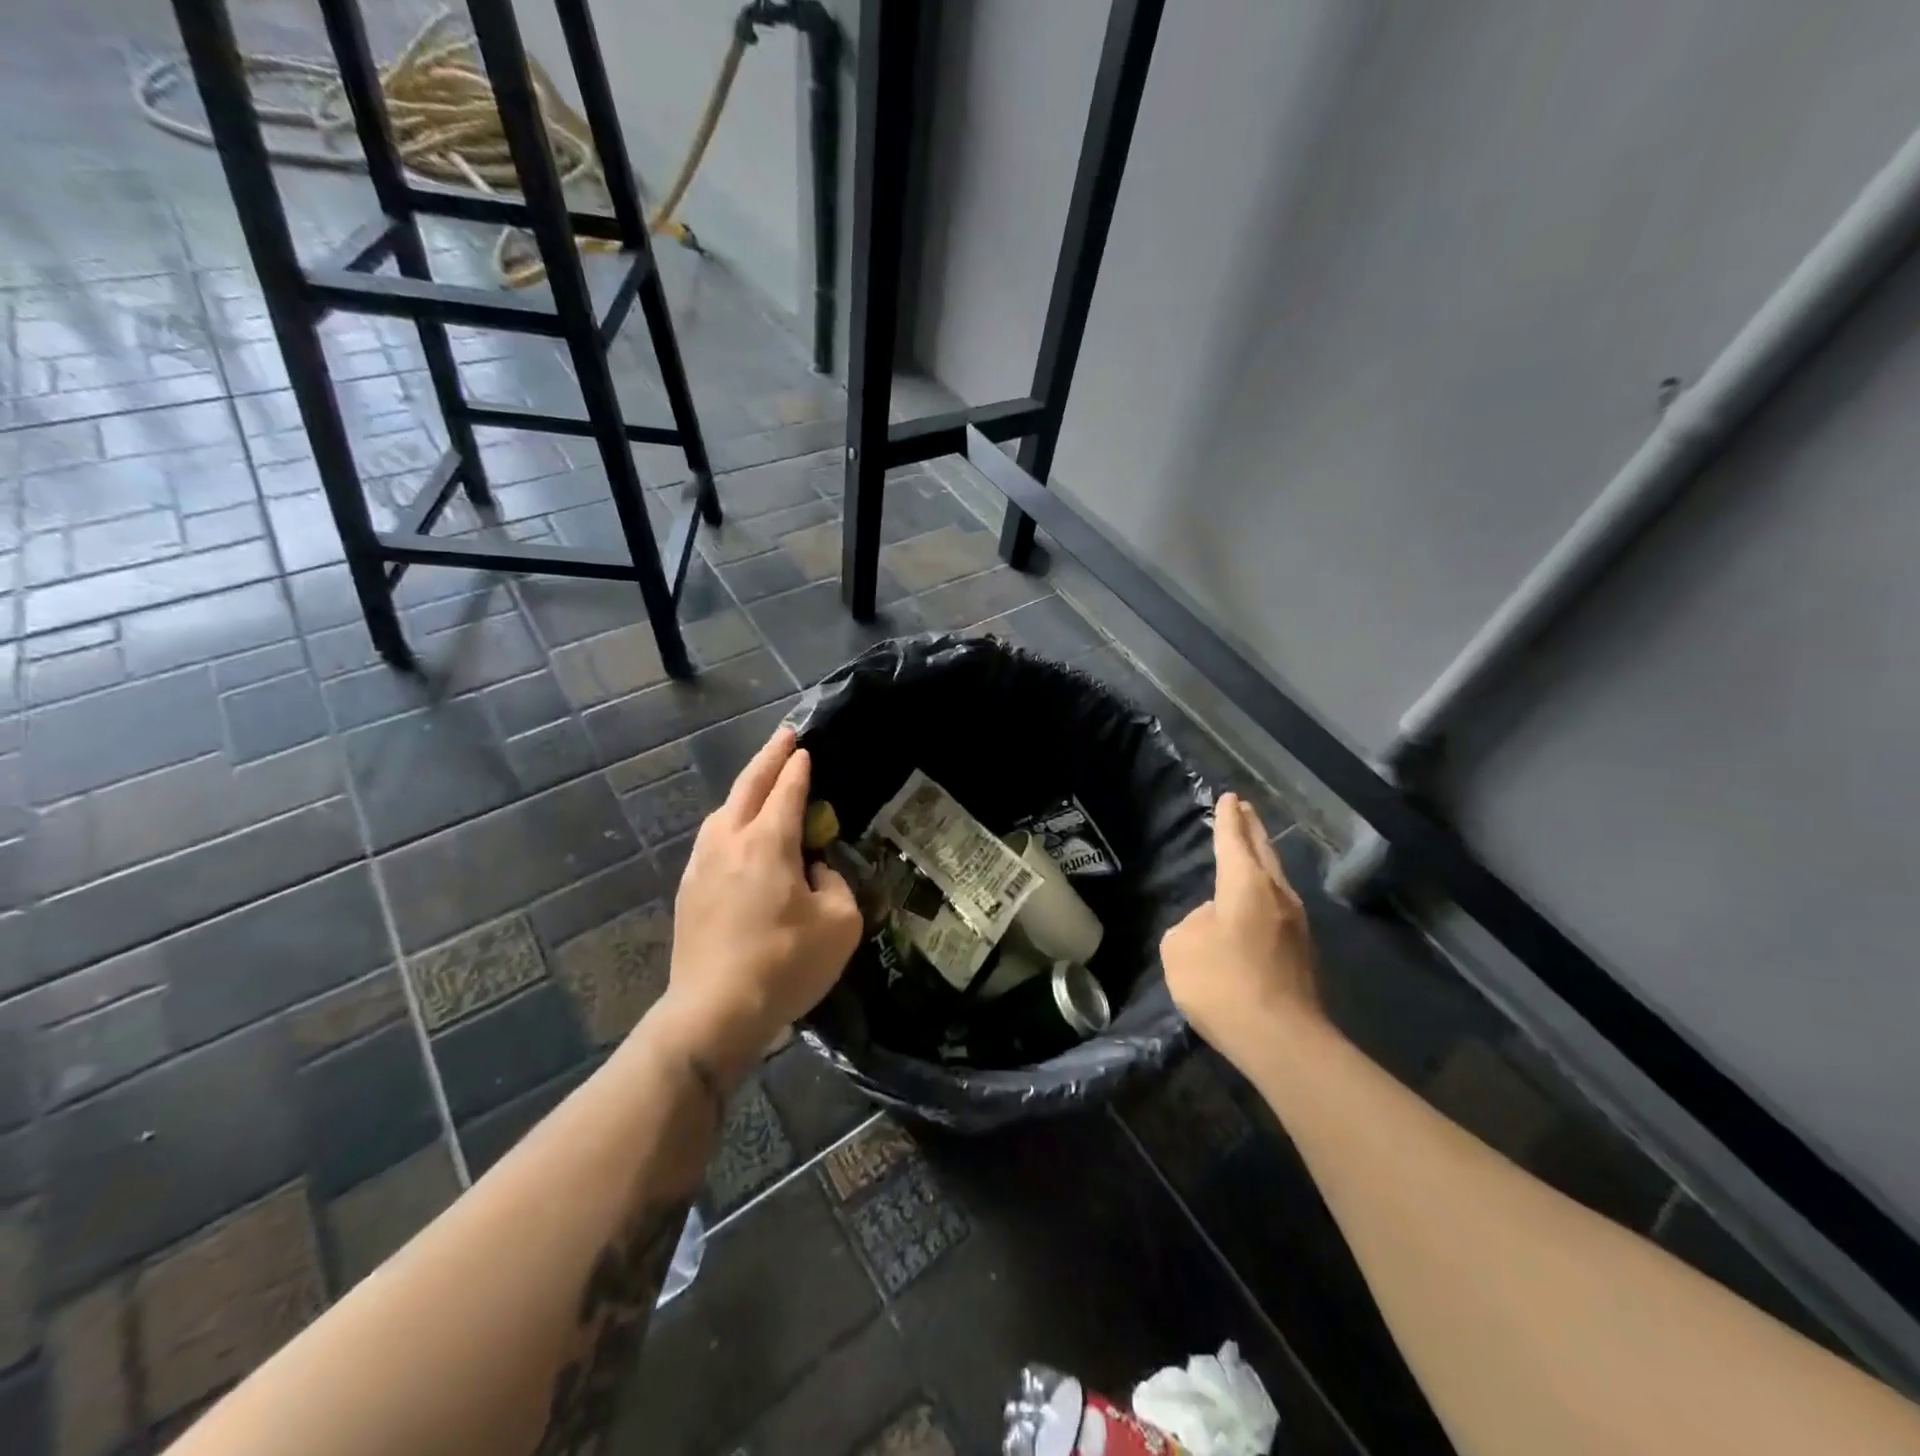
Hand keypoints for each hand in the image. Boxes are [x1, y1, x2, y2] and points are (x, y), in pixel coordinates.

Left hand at [659, 727, 862, 1075]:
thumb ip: (835, 884)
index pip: (786, 790)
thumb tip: (816, 871)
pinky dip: (730, 820)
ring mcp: (702, 864)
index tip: (805, 749)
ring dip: (745, 789)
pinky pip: (712, 838)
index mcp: (768, 842)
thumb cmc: (785, 964)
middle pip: (748, 786)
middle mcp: (729, 841)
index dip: (799, 767)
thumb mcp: (840, 923)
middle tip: (784, 736)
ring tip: (761, 783)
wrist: (713, 1011)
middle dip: (768, 757)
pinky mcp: (688, 890)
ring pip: (723, 811)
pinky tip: (737, 834)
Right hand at [1161, 794, 1324, 1068]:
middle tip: (1245, 810)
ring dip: (1261, 863)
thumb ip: (1192, 924)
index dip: (1227, 819)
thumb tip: (1214, 923)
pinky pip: (1277, 910)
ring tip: (1249, 854)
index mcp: (1246, 885)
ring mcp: (1296, 926)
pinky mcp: (1302, 955)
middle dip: (1252, 830)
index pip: (1233, 841)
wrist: (1281, 1040)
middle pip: (1264, 853)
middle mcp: (1277, 896)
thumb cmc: (1222, 983)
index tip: (1230, 798)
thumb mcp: (1179, 947)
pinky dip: (1264, 895)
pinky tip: (1252, 909)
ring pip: (1276, 882)